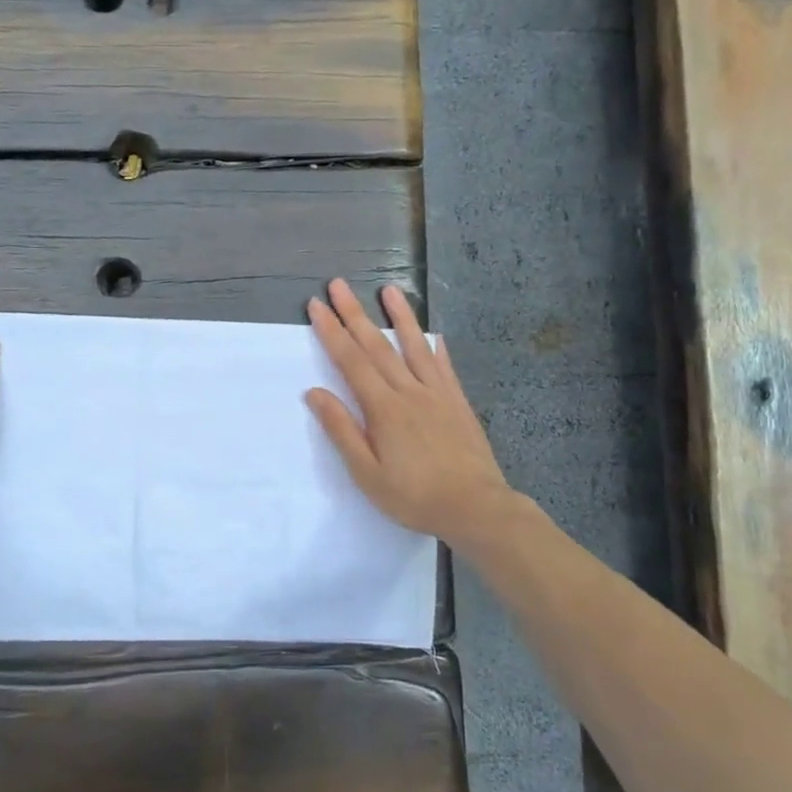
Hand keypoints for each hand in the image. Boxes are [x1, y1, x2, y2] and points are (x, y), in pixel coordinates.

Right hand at [306, 279, 513, 546]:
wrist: (476, 507)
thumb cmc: (414, 496)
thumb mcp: (367, 473)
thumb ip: (342, 430)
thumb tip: (315, 392)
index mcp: (383, 408)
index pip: (351, 361)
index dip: (332, 332)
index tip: (317, 306)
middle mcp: (409, 391)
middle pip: (377, 346)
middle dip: (355, 314)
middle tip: (339, 285)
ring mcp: (437, 394)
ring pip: (414, 346)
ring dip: (399, 316)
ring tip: (388, 290)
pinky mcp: (457, 403)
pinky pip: (443, 366)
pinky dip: (434, 346)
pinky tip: (432, 333)